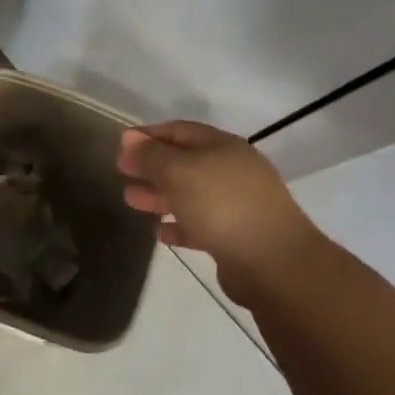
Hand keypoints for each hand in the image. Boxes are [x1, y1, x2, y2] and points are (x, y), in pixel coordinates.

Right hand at [116, 121, 322, 292]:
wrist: (274, 264)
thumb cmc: (222, 205)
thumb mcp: (178, 171)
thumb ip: (151, 155)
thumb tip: (129, 138)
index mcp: (222, 147)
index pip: (179, 131)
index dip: (148, 135)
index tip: (120, 146)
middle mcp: (232, 171)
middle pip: (184, 162)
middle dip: (151, 166)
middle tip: (121, 172)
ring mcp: (237, 205)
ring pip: (190, 194)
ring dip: (159, 196)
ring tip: (130, 201)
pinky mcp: (236, 237)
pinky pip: (200, 225)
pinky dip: (178, 225)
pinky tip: (159, 233)